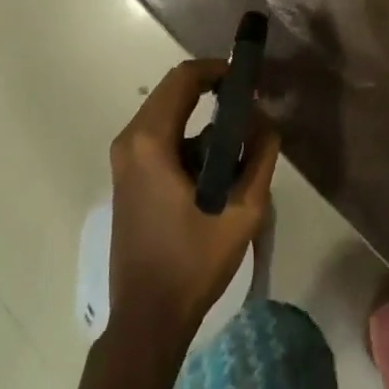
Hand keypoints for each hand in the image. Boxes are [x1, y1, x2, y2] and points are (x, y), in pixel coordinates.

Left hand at [107, 59, 280, 351]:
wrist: (147, 319)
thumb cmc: (192, 264)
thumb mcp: (241, 212)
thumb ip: (258, 158)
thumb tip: (265, 121)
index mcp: (150, 142)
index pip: (183, 78)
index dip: (217, 69)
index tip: (248, 80)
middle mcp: (130, 140)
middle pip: (172, 91)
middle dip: (211, 90)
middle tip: (249, 106)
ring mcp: (124, 159)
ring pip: (165, 113)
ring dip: (200, 114)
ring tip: (238, 138)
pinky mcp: (126, 176)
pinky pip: (158, 136)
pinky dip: (186, 135)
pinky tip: (213, 165)